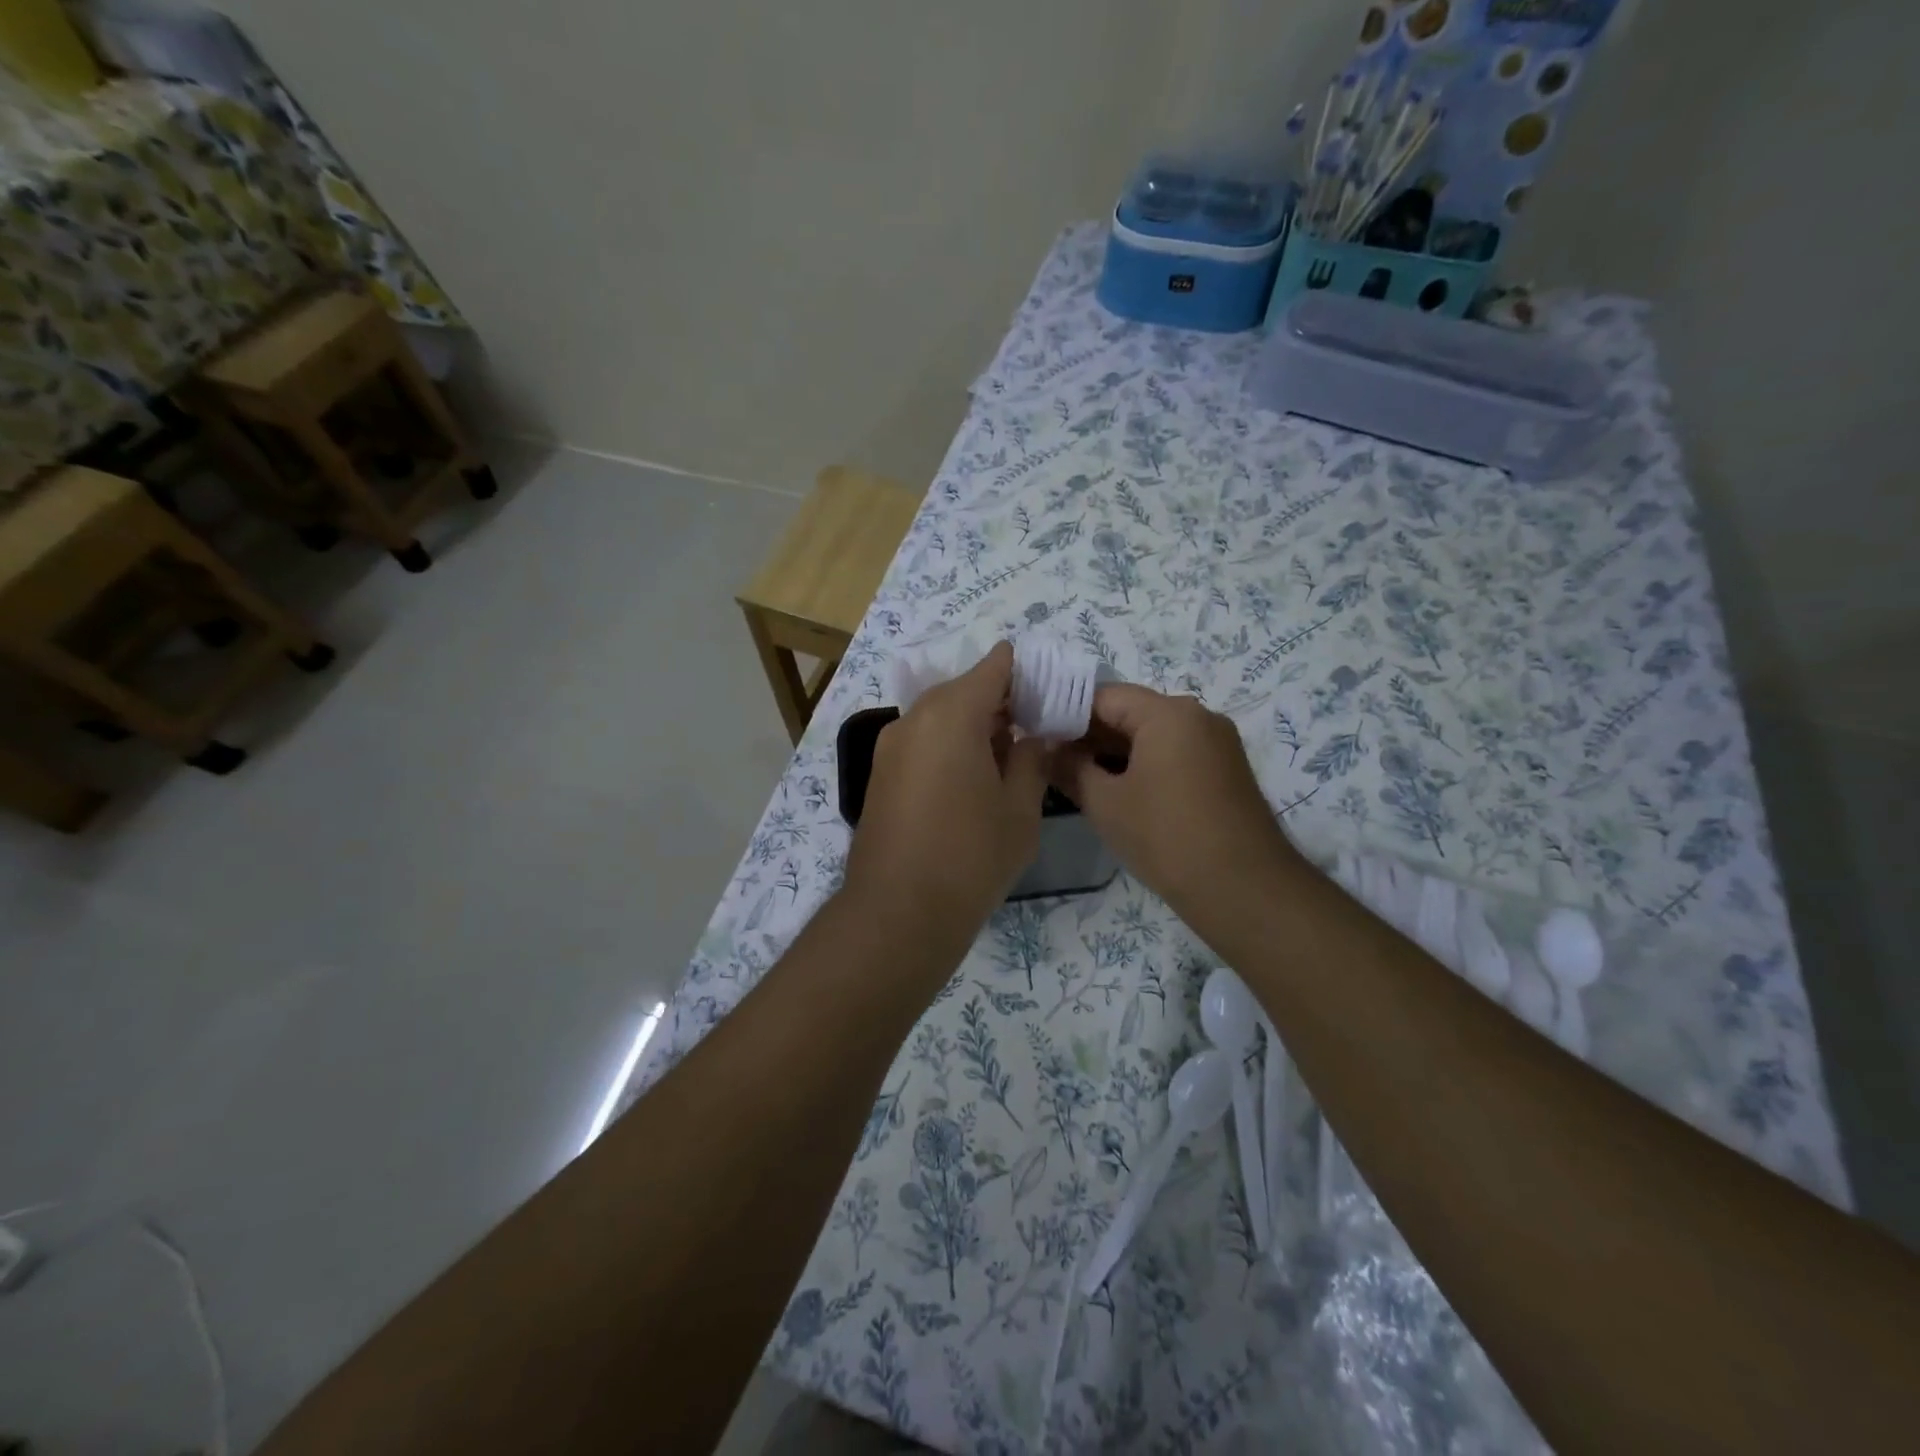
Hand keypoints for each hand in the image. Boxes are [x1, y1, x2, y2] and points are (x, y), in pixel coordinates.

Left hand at [845, 642, 1049, 936]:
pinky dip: (949, 745)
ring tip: (1009, 756)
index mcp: (952, 714)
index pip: (994, 667)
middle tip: (1037, 729)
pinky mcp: (881, 774)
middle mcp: (914, 718)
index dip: (1025, 672)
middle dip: (1002, 701)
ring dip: (975, 725)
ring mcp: (891, 746)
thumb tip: (1034, 737)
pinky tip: (973, 779)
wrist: (897, 913)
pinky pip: (923, 741)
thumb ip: (1031, 760)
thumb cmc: (970, 857)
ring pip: (941, 716)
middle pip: (965, 689)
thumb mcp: (1019, 809)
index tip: (1051, 691)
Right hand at [1052, 685, 1302, 920]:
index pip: (1104, 696)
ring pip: (1153, 735)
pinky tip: (1118, 792)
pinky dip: (1144, 766)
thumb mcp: (1105, 802)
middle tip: (1053, 762)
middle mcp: (1198, 716)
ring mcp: (1217, 743)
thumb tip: (1046, 750)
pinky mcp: (1226, 770)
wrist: (1243, 889)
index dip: (1066, 714)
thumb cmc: (1165, 837)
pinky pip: (1175, 754)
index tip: (1038, 737)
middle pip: (1131, 712)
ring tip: (1079, 780)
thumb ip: (1070, 768)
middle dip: (1090, 736)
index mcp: (1169, 713)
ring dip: (1116, 753)